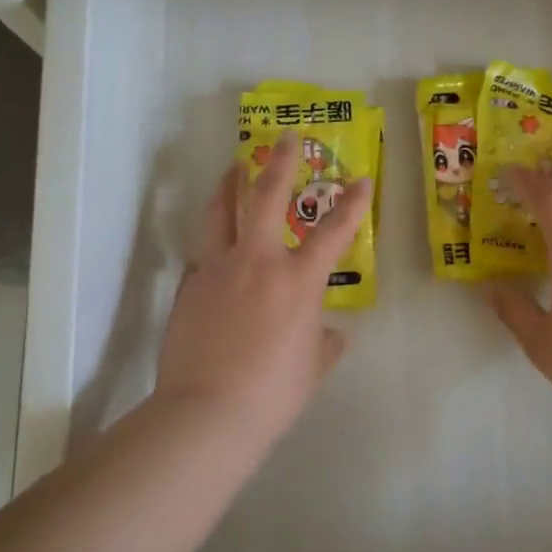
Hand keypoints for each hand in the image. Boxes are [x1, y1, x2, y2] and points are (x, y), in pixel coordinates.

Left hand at [156, 133, 372, 433]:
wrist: (206, 412)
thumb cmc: (272, 393)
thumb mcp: (311, 368)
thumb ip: (324, 344)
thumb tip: (334, 334)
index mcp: (297, 280)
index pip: (334, 232)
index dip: (352, 203)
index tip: (361, 179)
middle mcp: (258, 261)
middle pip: (267, 196)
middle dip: (280, 162)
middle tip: (285, 138)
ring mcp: (218, 269)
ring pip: (221, 211)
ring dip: (229, 184)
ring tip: (232, 167)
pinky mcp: (189, 285)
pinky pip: (203, 255)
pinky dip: (213, 244)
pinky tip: (215, 251)